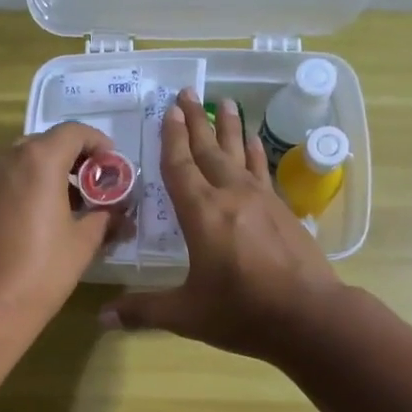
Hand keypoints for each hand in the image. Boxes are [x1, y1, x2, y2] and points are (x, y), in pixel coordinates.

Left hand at [0, 121, 126, 333]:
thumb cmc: (40, 271)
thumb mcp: (83, 243)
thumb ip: (104, 217)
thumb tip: (119, 212)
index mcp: (39, 159)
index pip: (74, 132)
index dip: (99, 144)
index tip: (113, 166)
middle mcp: (7, 157)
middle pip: (47, 143)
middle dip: (74, 160)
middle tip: (95, 187)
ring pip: (24, 161)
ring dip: (50, 173)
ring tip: (72, 205)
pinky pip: (7, 179)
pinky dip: (28, 186)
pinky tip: (43, 217)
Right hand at [101, 89, 339, 362]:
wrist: (309, 316)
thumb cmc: (241, 312)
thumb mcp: (186, 315)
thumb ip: (144, 311)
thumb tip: (102, 318)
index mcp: (202, 214)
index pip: (180, 167)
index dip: (172, 138)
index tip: (169, 110)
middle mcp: (231, 196)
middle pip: (209, 150)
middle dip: (197, 121)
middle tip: (189, 92)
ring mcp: (262, 200)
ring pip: (240, 153)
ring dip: (229, 127)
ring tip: (225, 101)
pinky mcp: (283, 210)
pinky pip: (263, 170)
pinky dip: (255, 152)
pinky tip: (255, 141)